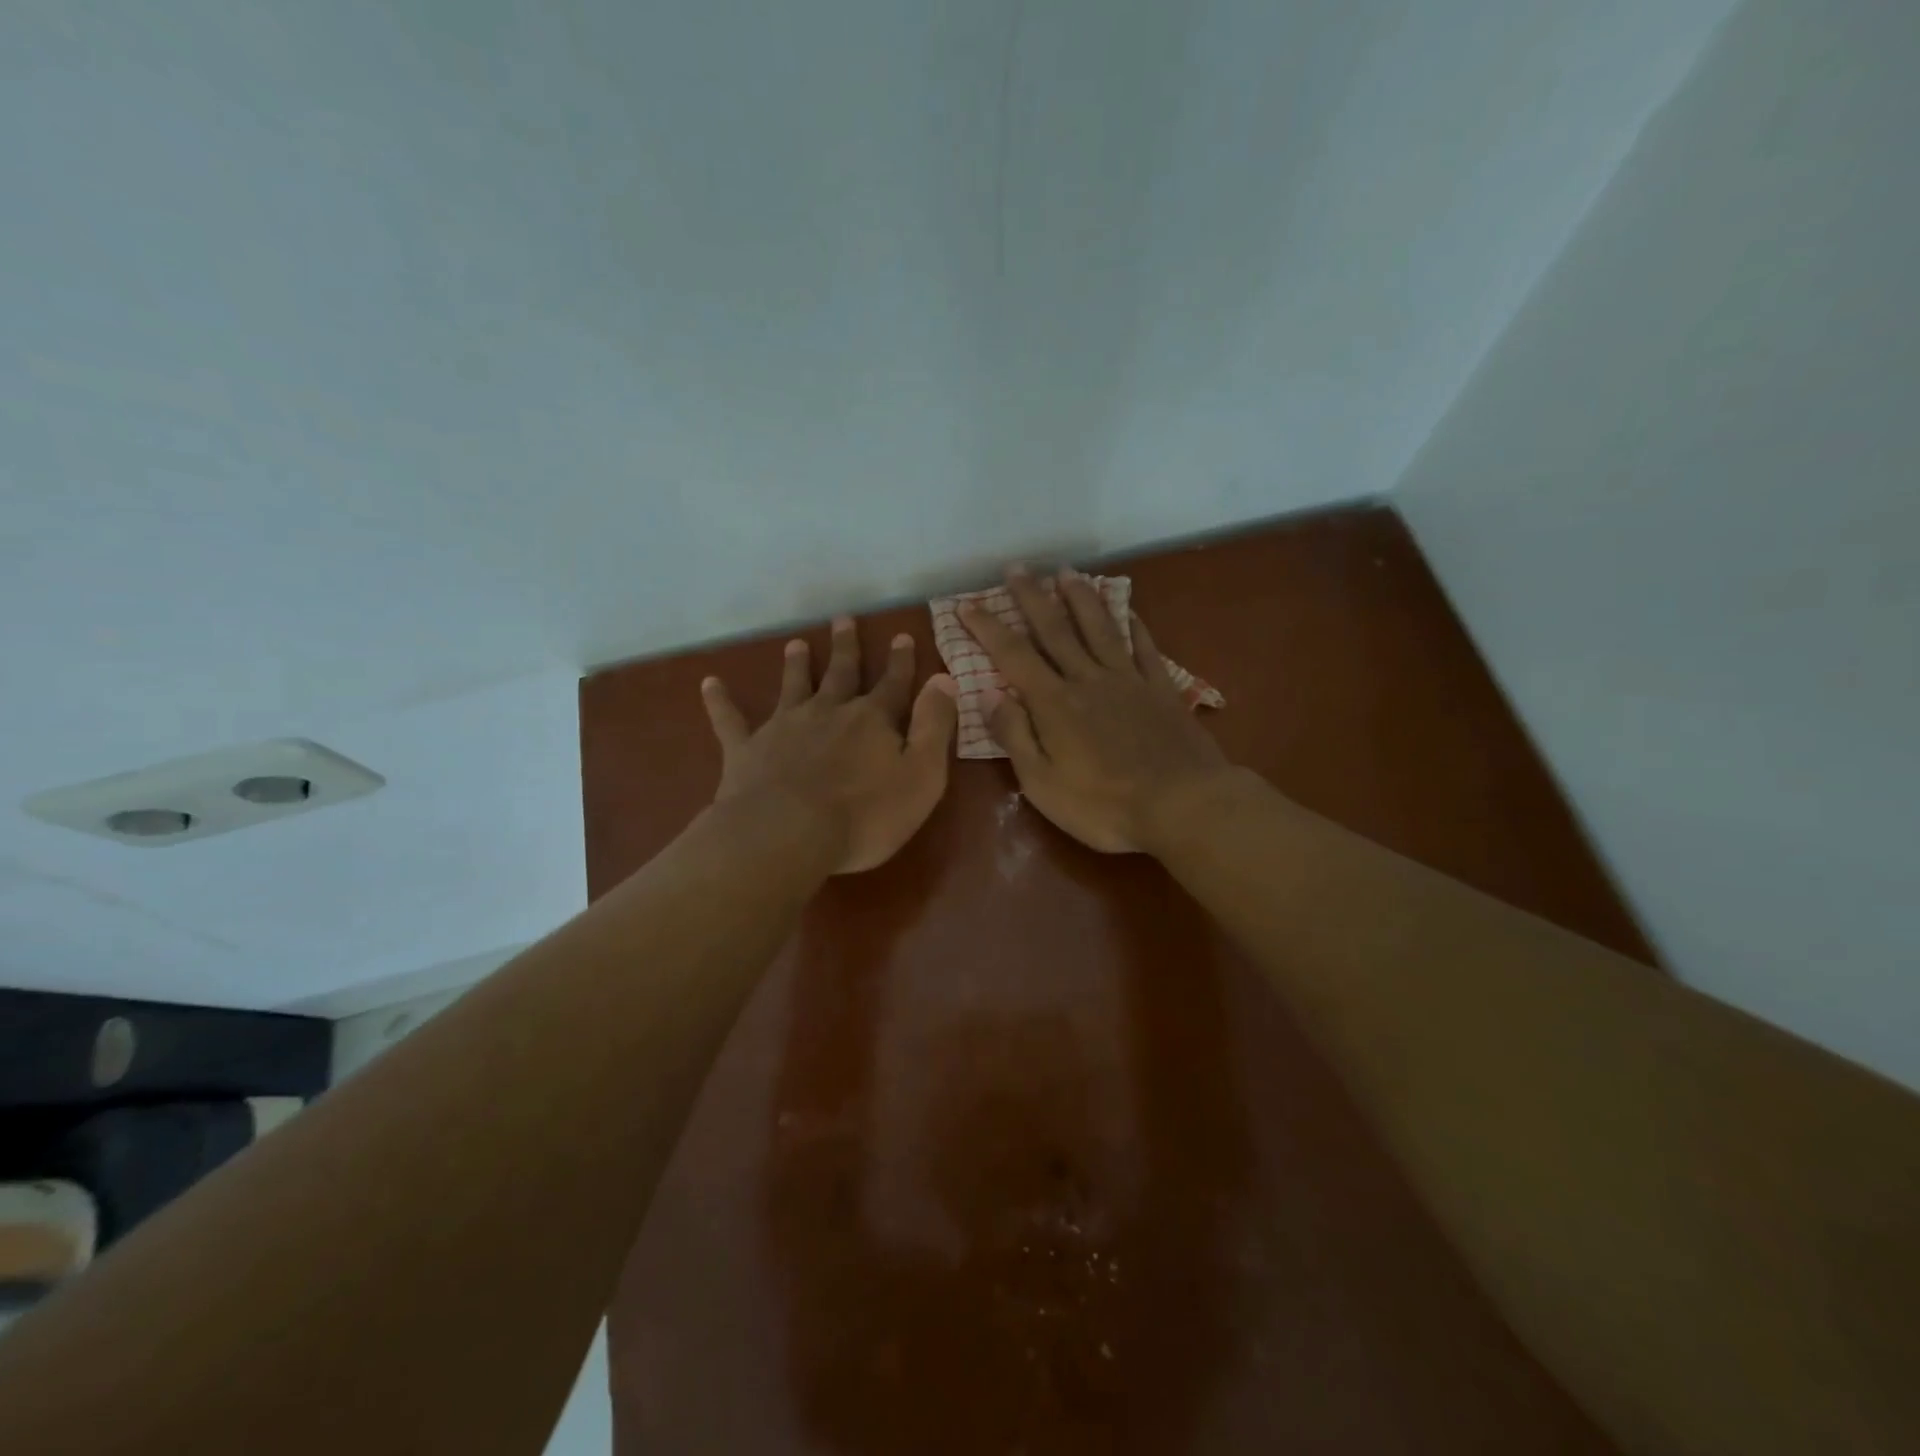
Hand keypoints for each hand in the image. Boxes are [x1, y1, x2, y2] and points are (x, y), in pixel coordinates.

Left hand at [700, 616, 958, 873]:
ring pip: (793, 686)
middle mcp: (828, 712)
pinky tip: (708, 683)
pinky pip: (730, 720)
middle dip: (846, 647)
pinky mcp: (747, 750)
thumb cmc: (865, 815)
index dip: (901, 662)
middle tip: (844, 619)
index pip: (893, 684)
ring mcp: (784, 727)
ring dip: (796, 664)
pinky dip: (720, 701)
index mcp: (872, 720)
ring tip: (796, 643)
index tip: (902, 635)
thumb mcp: (922, 775)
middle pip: (841, 674)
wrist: (787, 834)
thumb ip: (934, 726)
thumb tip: (944, 679)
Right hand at [961, 567, 1233, 854]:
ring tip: (1066, 571)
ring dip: (1080, 597)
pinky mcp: (1161, 689)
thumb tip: (990, 695)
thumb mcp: (1042, 784)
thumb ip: (1015, 736)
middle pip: (1055, 629)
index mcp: (1054, 703)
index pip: (1012, 656)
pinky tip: (1127, 608)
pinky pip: (1144, 647)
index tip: (967, 604)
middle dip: (1032, 597)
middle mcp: (1088, 679)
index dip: (988, 628)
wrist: (1183, 806)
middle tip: (1017, 568)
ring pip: (1099, 628)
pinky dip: (1133, 624)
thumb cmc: (1104, 805)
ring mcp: (1128, 680)